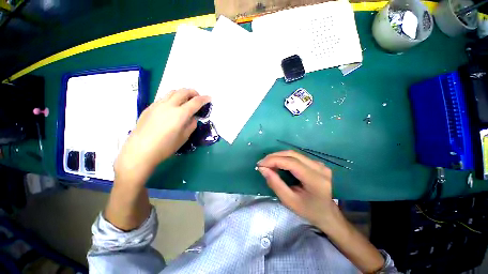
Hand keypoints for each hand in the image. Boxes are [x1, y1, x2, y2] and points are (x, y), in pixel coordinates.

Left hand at [114, 89, 210, 183]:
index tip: (209, 98)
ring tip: (186, 100)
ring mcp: (157, 105)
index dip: (204, 99)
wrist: (139, 151)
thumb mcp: (184, 137)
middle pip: (183, 91)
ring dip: (182, 93)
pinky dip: (172, 98)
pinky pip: (164, 98)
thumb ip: (191, 125)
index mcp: (180, 114)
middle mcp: (169, 105)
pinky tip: (172, 108)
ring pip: (172, 92)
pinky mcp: (149, 107)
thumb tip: (193, 117)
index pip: (195, 102)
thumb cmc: (165, 147)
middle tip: (198, 98)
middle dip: (193, 92)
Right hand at [257, 150, 337, 230]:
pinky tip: (278, 163)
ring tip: (268, 163)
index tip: (260, 164)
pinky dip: (284, 158)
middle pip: (292, 154)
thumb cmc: (308, 211)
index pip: (291, 162)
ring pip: (294, 153)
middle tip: (262, 163)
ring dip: (278, 156)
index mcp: (315, 180)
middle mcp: (319, 168)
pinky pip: (297, 156)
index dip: (273, 160)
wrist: (327, 213)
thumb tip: (262, 169)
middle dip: (274, 156)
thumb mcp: (289, 201)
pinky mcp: (317, 163)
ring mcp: (319, 164)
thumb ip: (275, 184)